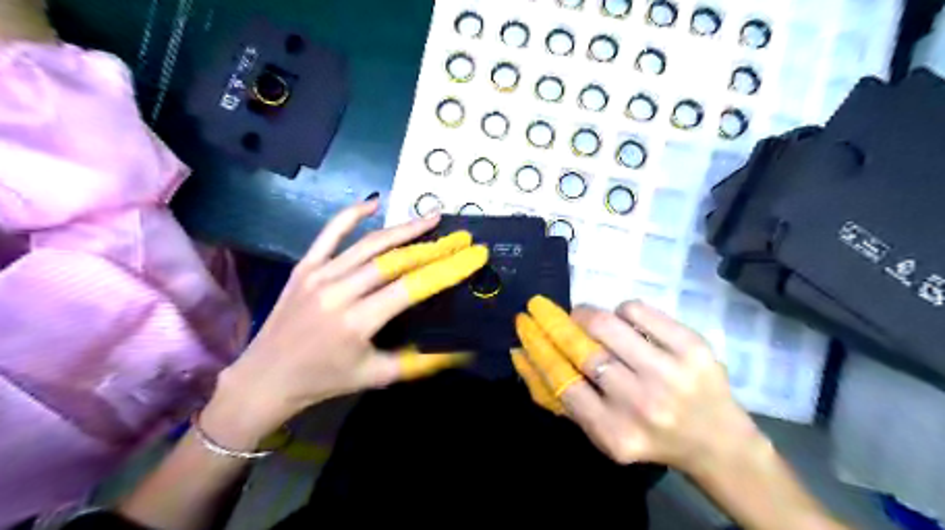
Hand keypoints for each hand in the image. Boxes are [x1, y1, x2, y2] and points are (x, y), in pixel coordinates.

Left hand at [214, 200, 486, 443]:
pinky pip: (329, 234)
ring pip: (369, 244)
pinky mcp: (304, 267)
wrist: (265, 378)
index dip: (447, 269)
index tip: (473, 254)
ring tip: (432, 218)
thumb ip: (420, 362)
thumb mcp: (376, 376)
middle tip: (458, 237)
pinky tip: (375, 202)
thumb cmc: (324, 380)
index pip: (412, 287)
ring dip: (404, 229)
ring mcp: (318, 275)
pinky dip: (352, 214)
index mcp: (358, 322)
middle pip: (394, 260)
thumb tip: (461, 350)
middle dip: (432, 246)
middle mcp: (339, 292)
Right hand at [510, 296, 757, 473]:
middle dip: (553, 322)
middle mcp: (641, 404)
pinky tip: (625, 321)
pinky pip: (637, 310)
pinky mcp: (692, 346)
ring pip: (607, 323)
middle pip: (582, 350)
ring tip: (583, 316)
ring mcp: (670, 372)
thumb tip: (525, 355)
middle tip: (542, 308)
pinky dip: (621, 310)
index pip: (562, 383)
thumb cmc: (650, 436)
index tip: (524, 327)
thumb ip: (565, 400)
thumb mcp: (604, 433)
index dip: (537, 349)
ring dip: (586, 314)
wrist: (718, 441)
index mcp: (615, 432)